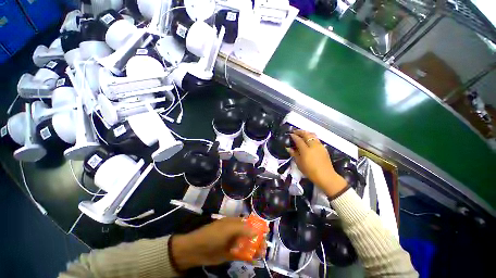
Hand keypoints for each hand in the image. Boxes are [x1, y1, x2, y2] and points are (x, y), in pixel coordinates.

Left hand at [171, 217, 265, 269]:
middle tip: (265, 246)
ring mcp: (232, 243)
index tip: (266, 232)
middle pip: (248, 234)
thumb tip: (256, 231)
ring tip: (262, 254)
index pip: (248, 222)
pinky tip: (254, 260)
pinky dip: (248, 257)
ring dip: (254, 248)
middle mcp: (234, 232)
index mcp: (234, 222)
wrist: (197, 250)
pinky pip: (241, 255)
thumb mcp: (228, 229)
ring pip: (246, 245)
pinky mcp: (229, 254)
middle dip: (257, 239)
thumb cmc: (213, 235)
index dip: (257, 226)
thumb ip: (242, 229)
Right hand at [287, 130, 346, 196]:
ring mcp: (319, 146)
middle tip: (295, 131)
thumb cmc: (310, 171)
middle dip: (300, 132)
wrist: (326, 176)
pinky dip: (311, 136)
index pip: (298, 140)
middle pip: (306, 134)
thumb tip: (289, 148)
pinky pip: (316, 139)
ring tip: (302, 133)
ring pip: (313, 135)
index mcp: (306, 150)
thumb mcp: (299, 163)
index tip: (290, 134)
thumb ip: (294, 154)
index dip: (294, 136)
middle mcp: (313, 145)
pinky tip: (309, 139)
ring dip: (306, 133)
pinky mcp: (323, 148)